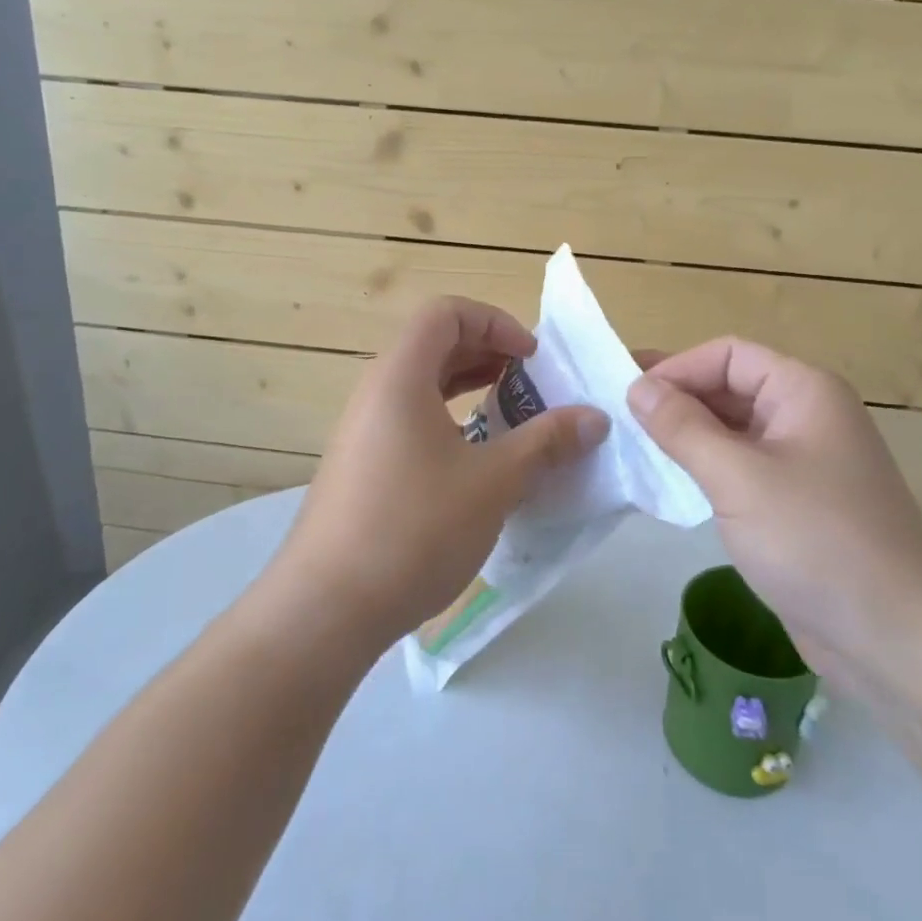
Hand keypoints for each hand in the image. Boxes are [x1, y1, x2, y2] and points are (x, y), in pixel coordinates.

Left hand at [266, 297, 609, 649]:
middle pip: (433, 344)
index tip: (531, 360)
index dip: (495, 322)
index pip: (445, 313)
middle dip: (487, 353)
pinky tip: (476, 459)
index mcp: (400, 376)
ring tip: (511, 415)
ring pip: (421, 384)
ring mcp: (362, 430)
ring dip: (469, 387)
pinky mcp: (360, 465)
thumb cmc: (415, 529)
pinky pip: (409, 419)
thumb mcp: (494, 482)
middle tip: (530, 384)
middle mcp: (375, 391)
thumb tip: (595, 419)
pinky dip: (448, 420)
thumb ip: (546, 442)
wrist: (326, 608)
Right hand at [627, 338, 921, 686]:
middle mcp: (806, 416)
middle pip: (730, 387)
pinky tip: (670, 483)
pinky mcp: (796, 503)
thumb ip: (683, 427)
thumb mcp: (738, 477)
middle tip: (618, 417)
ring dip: (687, 434)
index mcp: (804, 391)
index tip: (629, 396)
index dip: (677, 368)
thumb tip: (639, 387)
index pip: (728, 355)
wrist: (896, 636)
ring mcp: (803, 461)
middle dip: (677, 399)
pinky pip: (742, 468)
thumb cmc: (816, 540)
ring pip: (733, 430)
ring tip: (634, 448)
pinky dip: (705, 468)